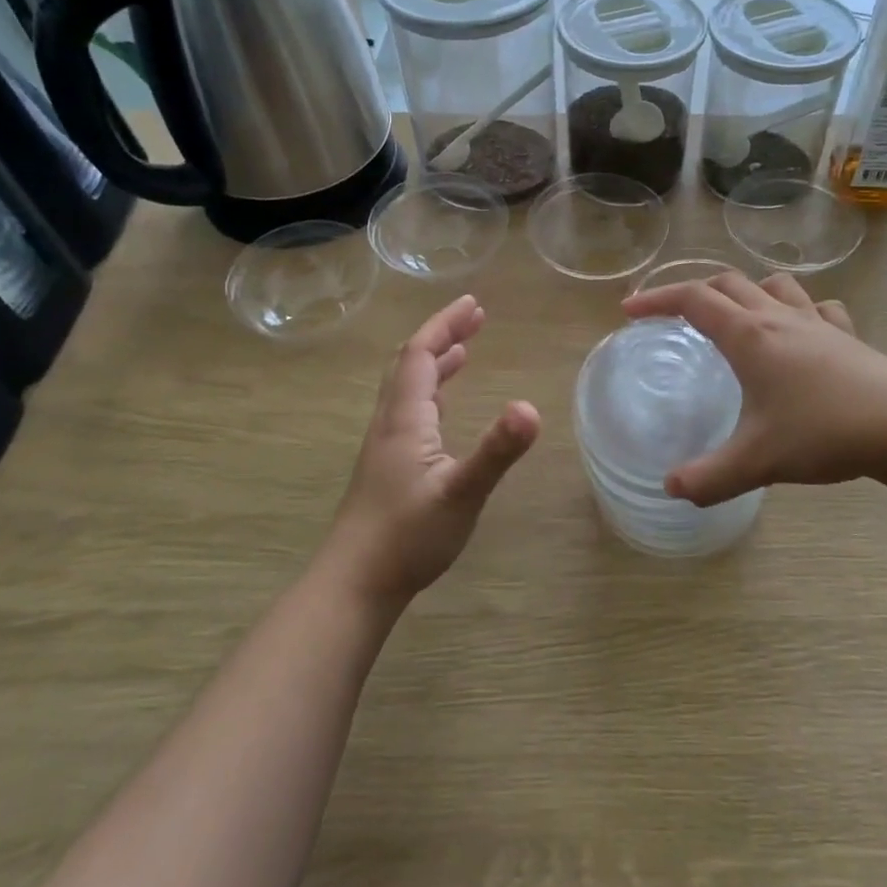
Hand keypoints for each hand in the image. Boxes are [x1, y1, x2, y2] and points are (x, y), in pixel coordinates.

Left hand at [321, 295, 539, 609]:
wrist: (355, 582)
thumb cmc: (407, 536)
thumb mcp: (461, 493)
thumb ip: (496, 451)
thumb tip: (531, 407)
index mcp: (405, 418)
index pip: (420, 354)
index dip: (445, 324)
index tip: (474, 303)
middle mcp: (390, 422)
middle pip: (410, 363)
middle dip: (442, 334)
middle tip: (474, 317)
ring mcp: (385, 446)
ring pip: (406, 388)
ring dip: (434, 362)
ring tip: (463, 350)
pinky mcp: (386, 467)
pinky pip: (408, 411)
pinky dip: (430, 393)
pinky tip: (442, 409)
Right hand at [620, 272, 886, 505]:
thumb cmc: (825, 432)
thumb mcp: (757, 461)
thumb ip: (709, 477)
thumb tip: (671, 488)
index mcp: (749, 336)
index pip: (692, 300)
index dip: (656, 299)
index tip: (629, 310)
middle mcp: (779, 318)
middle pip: (728, 284)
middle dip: (694, 292)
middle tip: (674, 315)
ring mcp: (818, 323)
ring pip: (774, 285)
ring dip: (747, 291)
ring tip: (736, 316)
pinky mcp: (848, 337)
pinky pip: (817, 307)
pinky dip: (798, 309)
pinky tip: (801, 332)